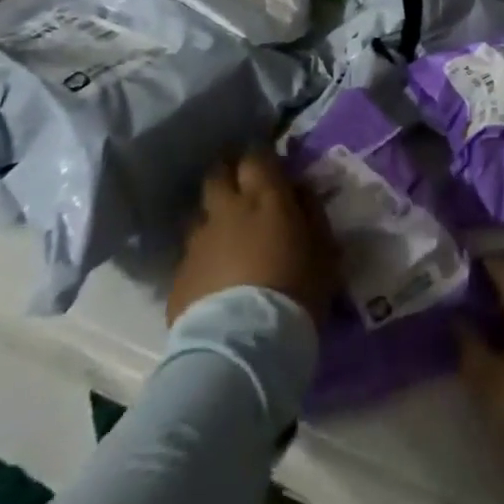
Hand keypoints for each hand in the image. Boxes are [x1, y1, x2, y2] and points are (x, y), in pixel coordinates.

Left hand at [167, 147, 339, 326]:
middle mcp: (226, 210)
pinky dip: (202, 259)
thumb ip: (312, 212)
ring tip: (225, 237)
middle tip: (241, 189)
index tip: (269, 166)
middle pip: (218, 174)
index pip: (256, 156)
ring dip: (212, 218)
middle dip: (228, 175)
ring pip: (199, 213)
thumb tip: (299, 189)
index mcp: (265, 198)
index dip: (261, 158)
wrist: (244, 348)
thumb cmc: (296, 292)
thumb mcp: (325, 250)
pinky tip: (213, 279)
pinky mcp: (179, 275)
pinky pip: (190, 255)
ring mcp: (197, 242)